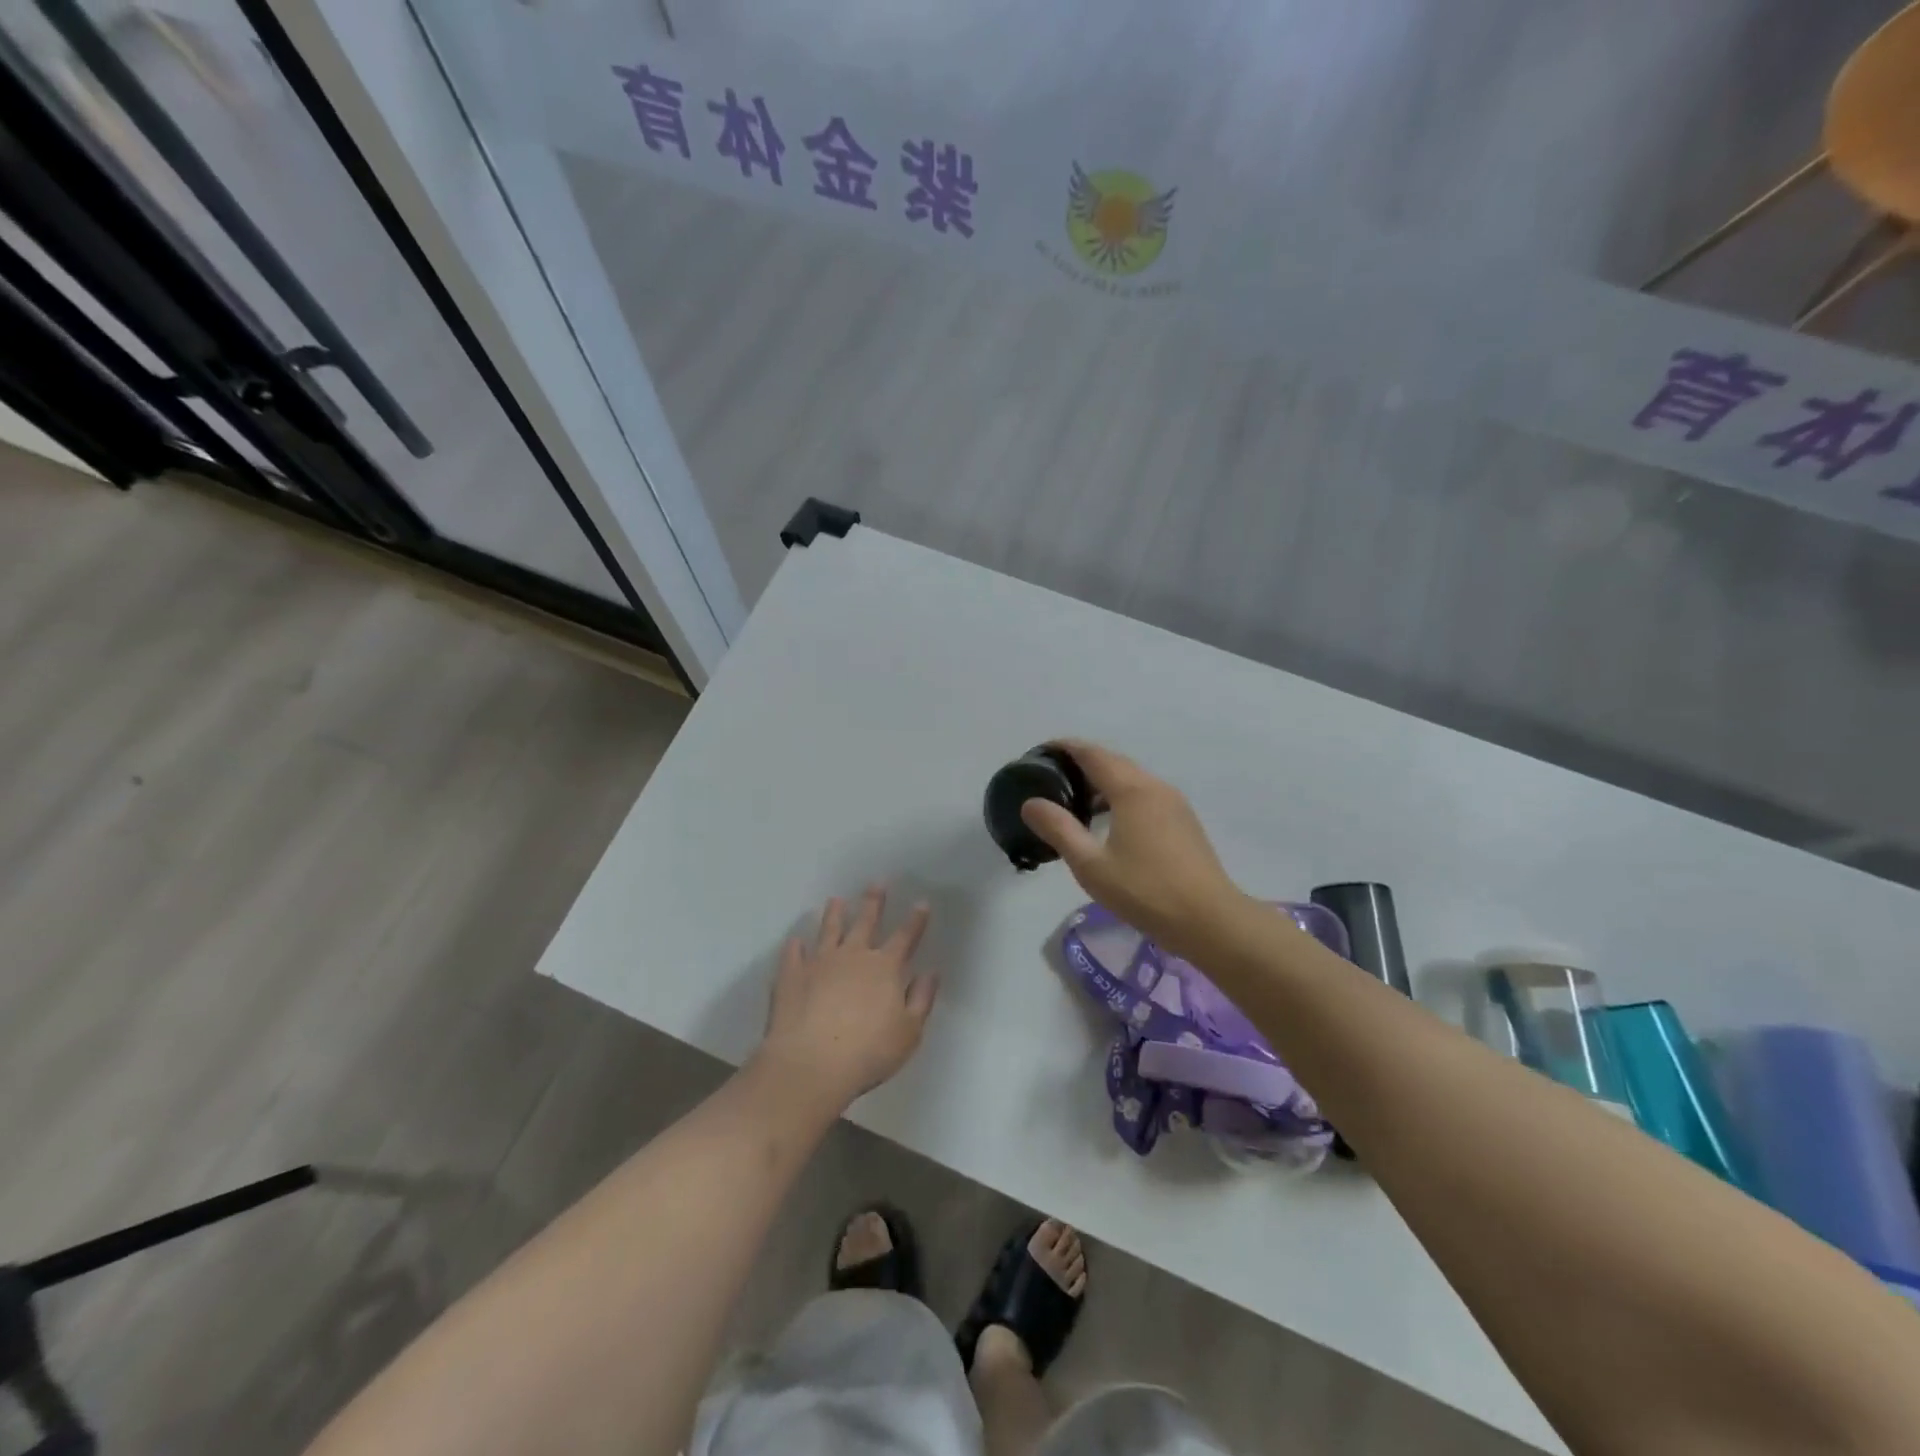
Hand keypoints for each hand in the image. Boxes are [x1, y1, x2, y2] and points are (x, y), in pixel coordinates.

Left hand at [756, 885, 938, 1111]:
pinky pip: (793, 954)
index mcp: (884, 968)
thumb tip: (930, 973)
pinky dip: (795, 945)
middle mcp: (853, 956)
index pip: (905, 937)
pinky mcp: (791, 976)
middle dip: (873, 902)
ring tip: (836, 900)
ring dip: (834, 914)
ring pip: (829, 930)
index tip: (921, 903)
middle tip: (876, 883)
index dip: (915, 920)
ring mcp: (819, 963)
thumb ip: (921, 999)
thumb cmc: (868, 1053)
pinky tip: (795, 940)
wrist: (810, 1065)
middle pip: (865, 923)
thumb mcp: (909, 1032)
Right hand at [1020, 740, 1243, 956]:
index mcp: (1131, 790)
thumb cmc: (1145, 891)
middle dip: (1082, 763)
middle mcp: (1154, 787)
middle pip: (1113, 762)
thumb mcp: (1091, 864)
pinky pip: (1145, 794)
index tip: (1040, 752)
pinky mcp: (1183, 821)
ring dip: (1102, 781)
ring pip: (1131, 778)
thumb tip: (1031, 803)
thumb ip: (1059, 829)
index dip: (1065, 748)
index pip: (1092, 754)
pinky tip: (1108, 822)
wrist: (1209, 920)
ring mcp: (1174, 803)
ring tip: (1075, 801)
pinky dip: (1120, 796)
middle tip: (1051, 778)